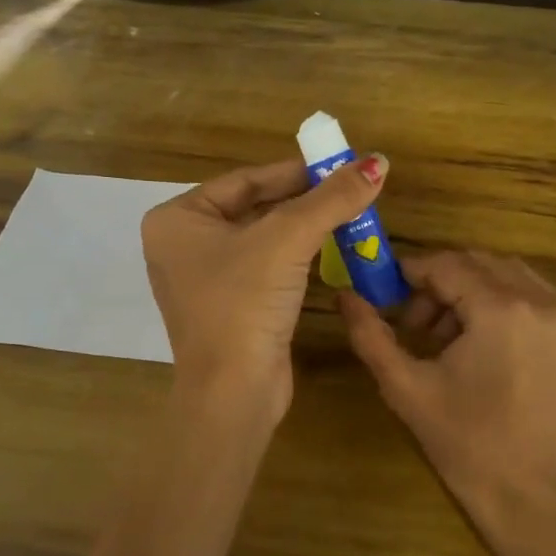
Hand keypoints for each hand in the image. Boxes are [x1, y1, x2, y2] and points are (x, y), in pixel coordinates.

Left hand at [144, 154, 387, 423]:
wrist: (233, 393)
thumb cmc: (244, 303)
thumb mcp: (288, 240)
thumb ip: (332, 198)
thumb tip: (378, 162)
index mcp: (177, 219)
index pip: (245, 180)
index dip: (294, 171)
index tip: (337, 165)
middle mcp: (183, 245)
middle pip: (254, 207)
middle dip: (303, 200)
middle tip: (348, 189)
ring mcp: (204, 279)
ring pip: (262, 238)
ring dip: (304, 227)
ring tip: (348, 214)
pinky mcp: (228, 306)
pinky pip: (264, 267)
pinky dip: (296, 257)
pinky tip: (330, 249)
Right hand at [338, 251, 555, 541]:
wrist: (531, 494)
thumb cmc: (463, 441)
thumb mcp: (405, 387)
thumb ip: (370, 334)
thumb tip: (345, 295)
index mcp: (501, 310)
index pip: (448, 265)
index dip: (413, 273)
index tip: (390, 294)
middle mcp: (544, 303)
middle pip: (481, 264)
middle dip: (443, 283)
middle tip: (418, 325)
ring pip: (512, 278)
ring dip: (475, 293)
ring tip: (453, 339)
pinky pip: (539, 301)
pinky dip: (508, 308)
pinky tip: (490, 349)